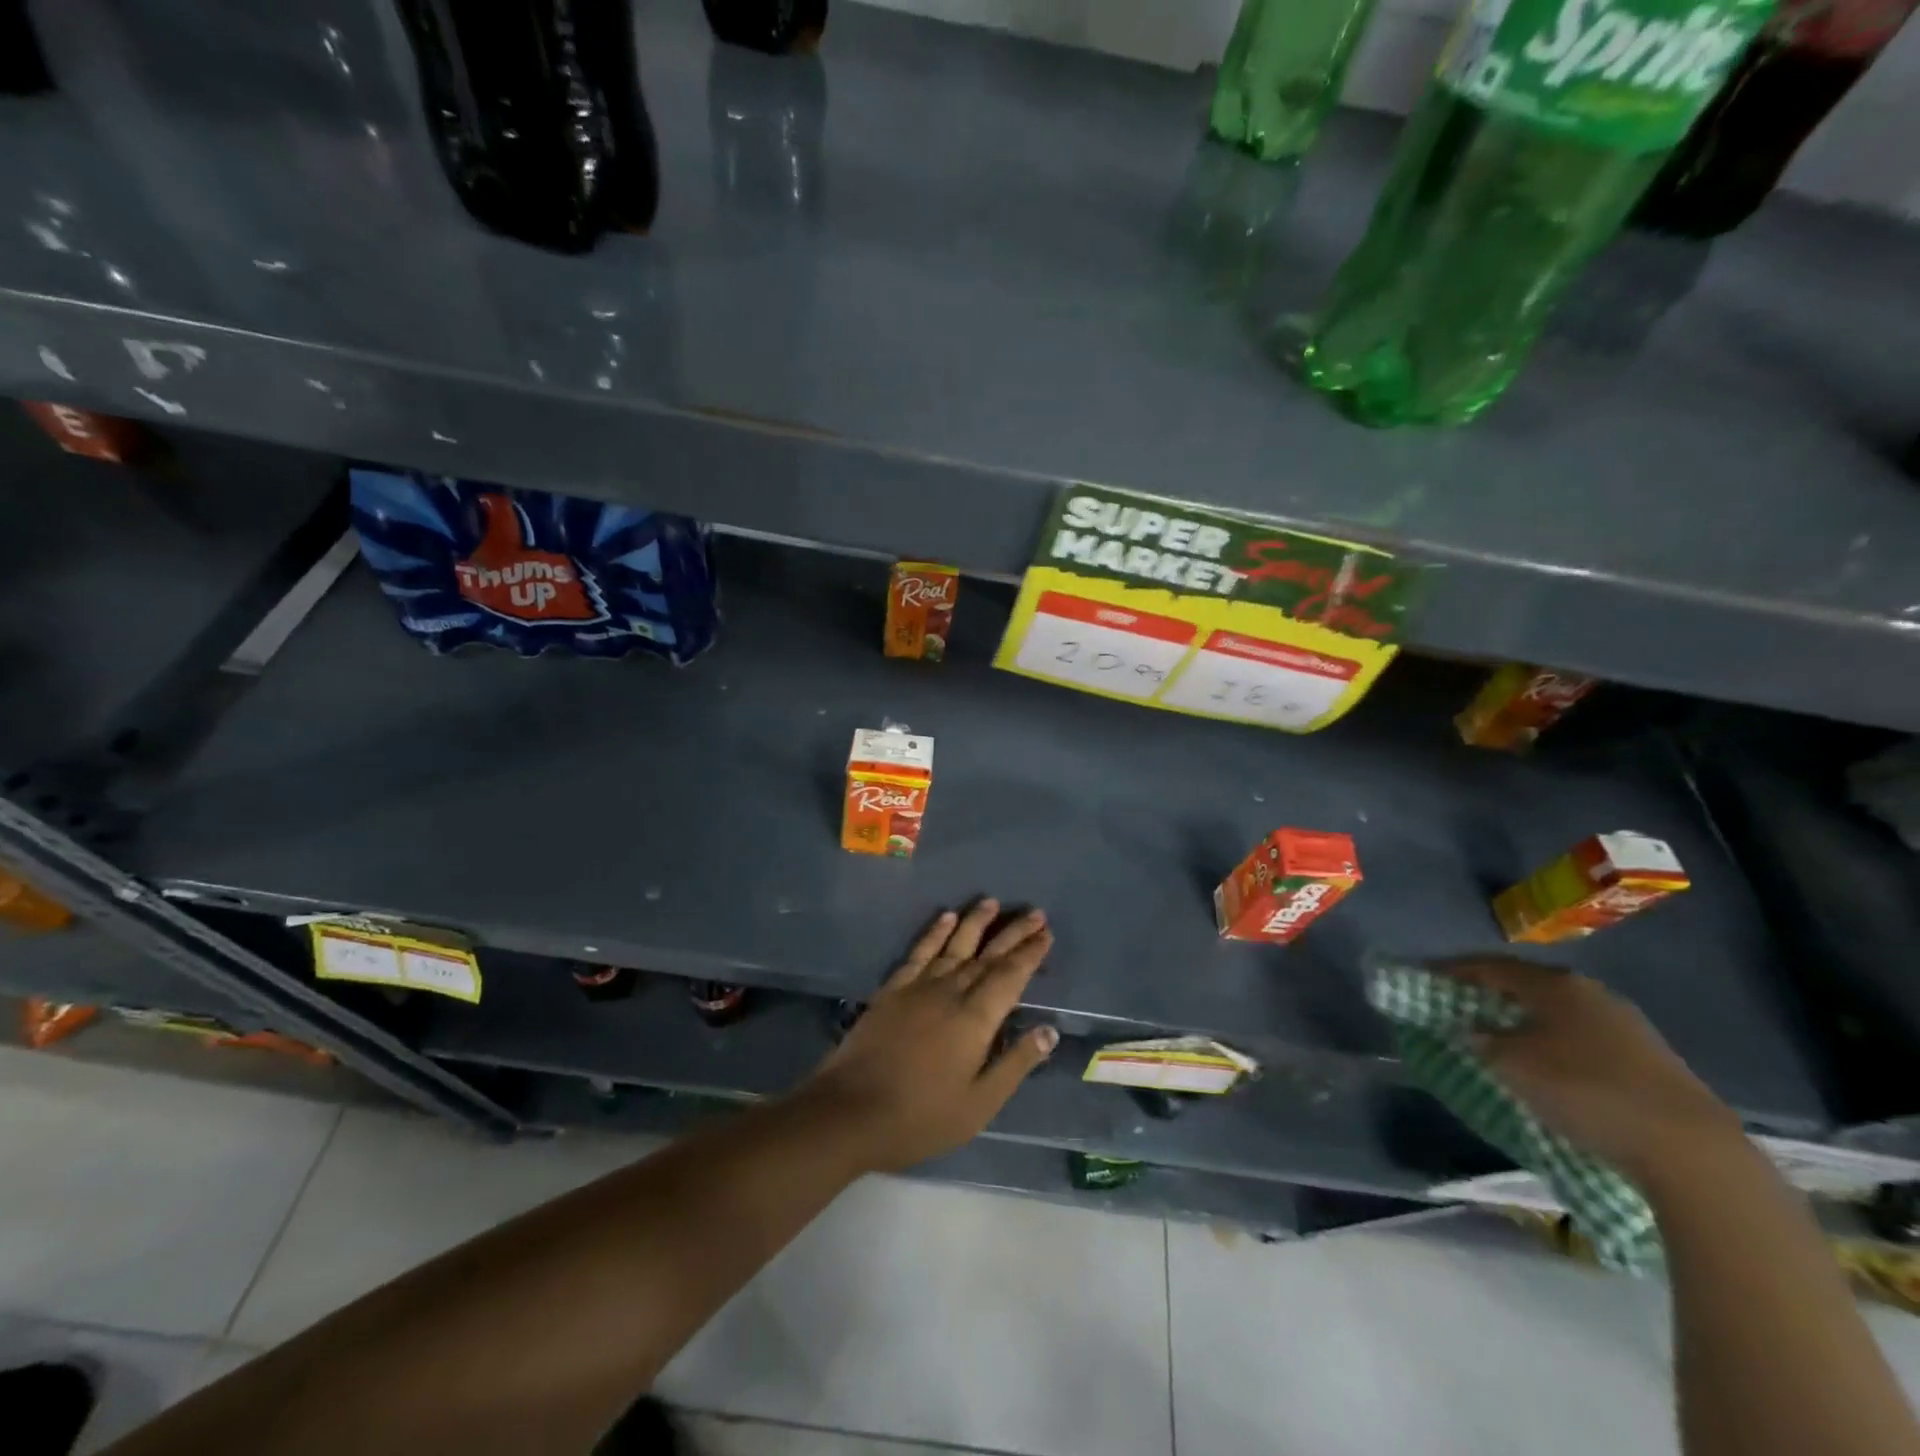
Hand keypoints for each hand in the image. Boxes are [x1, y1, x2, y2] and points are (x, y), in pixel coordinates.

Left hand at [799, 899, 1057, 1173]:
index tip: (1046, 933)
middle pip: (988, 955)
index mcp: (976, 1019)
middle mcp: (951, 991)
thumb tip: (1048, 1030)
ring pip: (954, 945)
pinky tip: (945, 917)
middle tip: (1035, 912)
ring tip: (992, 902)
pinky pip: (919, 951)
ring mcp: (918, 986)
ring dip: (975, 922)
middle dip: (1013, 933)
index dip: (1030, 954)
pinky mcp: (893, 989)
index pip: (1010, 976)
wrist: (850, 1111)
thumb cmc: (921, 1116)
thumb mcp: (979, 1104)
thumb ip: (1015, 1064)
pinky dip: (934, 932)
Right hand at [1441, 957, 1743, 1183]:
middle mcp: (1591, 992)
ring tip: (1498, 1031)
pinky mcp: (1649, 1057)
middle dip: (1489, 991)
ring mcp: (1626, 1023)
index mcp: (1555, 985)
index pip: (1490, 965)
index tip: (1424, 975)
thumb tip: (1469, 1028)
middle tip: (1458, 1001)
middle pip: (1527, 983)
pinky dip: (1553, 1037)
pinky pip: (1582, 1033)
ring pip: (1557, 1009)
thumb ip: (1481, 1040)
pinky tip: (1546, 1057)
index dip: (1453, 969)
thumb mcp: (1514, 1065)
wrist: (1691, 1151)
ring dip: (1524, 1016)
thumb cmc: (1586, 1092)